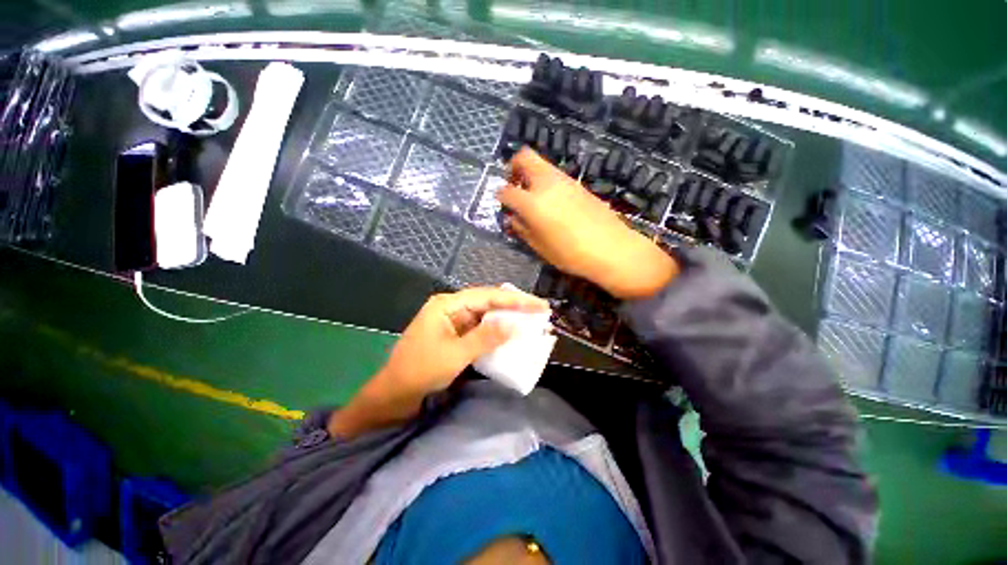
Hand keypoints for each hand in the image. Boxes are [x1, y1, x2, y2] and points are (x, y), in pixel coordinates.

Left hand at [378, 287, 550, 395]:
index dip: (516, 300)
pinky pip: (480, 328)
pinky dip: (496, 331)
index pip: (488, 296)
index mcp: (448, 304)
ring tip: (531, 320)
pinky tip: (510, 333)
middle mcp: (451, 307)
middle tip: (539, 311)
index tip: (539, 305)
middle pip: (488, 302)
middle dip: (513, 306)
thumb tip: (517, 325)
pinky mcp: (455, 334)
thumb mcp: (456, 354)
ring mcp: (453, 321)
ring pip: (485, 314)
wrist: (394, 394)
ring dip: (506, 318)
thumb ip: (487, 337)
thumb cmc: (421, 371)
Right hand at [498, 148, 678, 298]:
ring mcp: (565, 181)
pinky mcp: (578, 184)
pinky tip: (551, 202)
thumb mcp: (540, 247)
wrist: (612, 249)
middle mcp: (547, 184)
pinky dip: (546, 181)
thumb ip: (522, 229)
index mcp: (533, 203)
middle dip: (513, 167)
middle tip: (514, 185)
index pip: (507, 191)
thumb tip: (513, 218)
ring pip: (541, 163)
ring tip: (532, 196)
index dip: (500, 196)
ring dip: (531, 173)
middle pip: (524, 157)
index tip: (501, 202)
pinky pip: (555, 174)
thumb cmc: (571, 254)